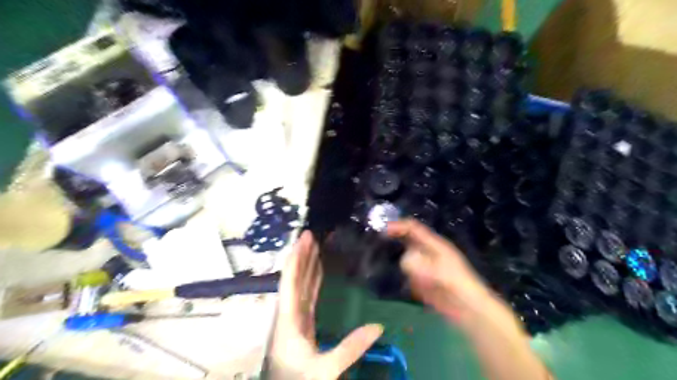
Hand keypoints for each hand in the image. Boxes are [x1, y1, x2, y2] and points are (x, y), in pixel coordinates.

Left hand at [271, 231, 385, 378]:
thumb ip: (351, 348)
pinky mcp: (300, 325)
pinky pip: (306, 297)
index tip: (304, 239)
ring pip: (300, 286)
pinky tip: (317, 272)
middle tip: (311, 236)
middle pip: (294, 279)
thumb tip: (378, 327)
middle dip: (302, 256)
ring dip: (306, 266)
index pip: (290, 282)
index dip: (296, 258)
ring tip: (314, 247)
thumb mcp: (326, 369)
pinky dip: (312, 282)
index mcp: (288, 319)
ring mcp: (294, 319)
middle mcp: (288, 314)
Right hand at [386, 220, 492, 322]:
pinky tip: (395, 276)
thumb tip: (404, 259)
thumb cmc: (458, 287)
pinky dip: (402, 272)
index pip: (413, 228)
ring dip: (396, 255)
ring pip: (406, 255)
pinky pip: (408, 272)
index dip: (398, 226)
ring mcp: (426, 266)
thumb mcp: (441, 274)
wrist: (469, 311)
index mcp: (434, 245)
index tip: (382, 230)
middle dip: (394, 238)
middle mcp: (428, 252)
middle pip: (408, 239)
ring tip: (380, 256)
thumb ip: (422, 266)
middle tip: (377, 240)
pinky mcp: (423, 280)